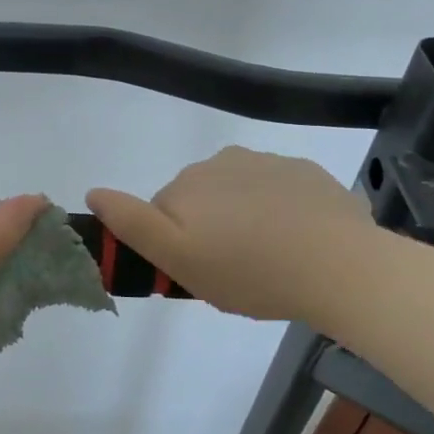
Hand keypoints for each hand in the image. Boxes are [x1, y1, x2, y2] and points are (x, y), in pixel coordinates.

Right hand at [86, 147, 375, 320]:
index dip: (177, 244)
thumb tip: (93, 191)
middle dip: (210, 229)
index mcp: (188, 183)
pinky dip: (281, 213)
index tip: (201, 271)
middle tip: (235, 272)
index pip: (164, 212)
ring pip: (240, 195)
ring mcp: (268, 163)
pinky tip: (299, 242)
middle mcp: (222, 161)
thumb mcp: (178, 260)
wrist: (341, 267)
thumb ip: (132, 224)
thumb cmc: (250, 271)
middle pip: (201, 199)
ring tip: (271, 260)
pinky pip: (279, 192)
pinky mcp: (307, 173)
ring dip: (245, 219)